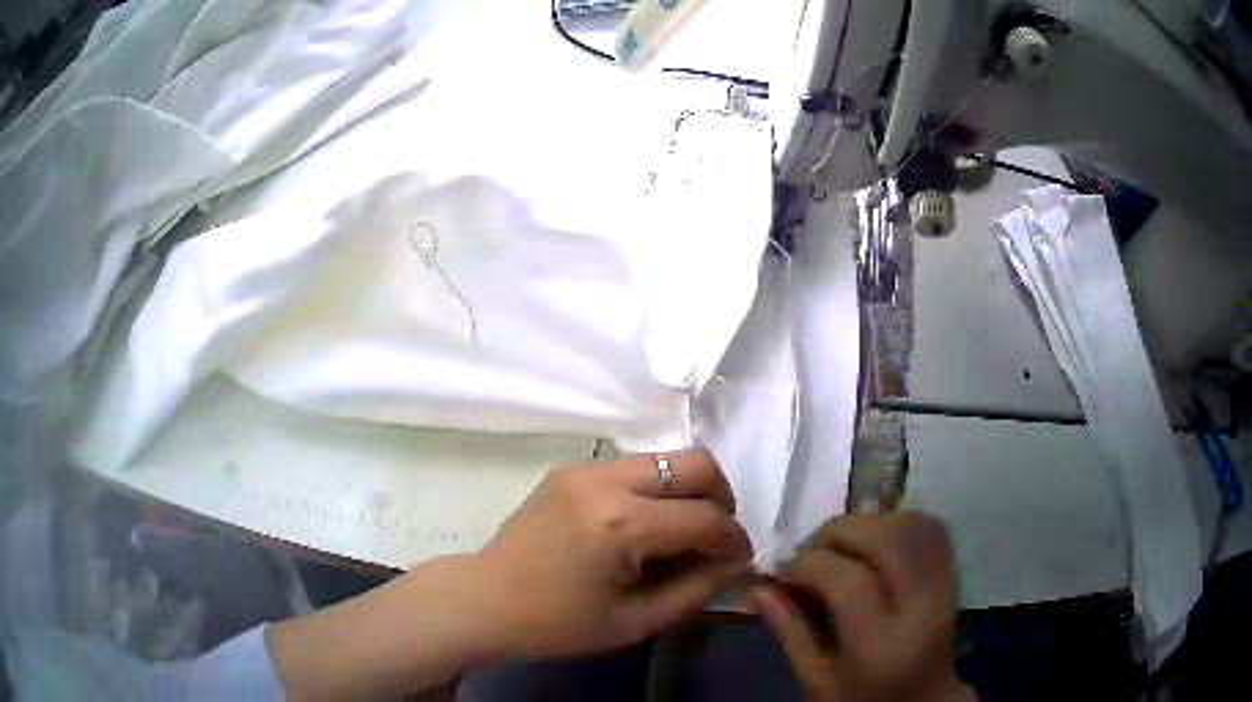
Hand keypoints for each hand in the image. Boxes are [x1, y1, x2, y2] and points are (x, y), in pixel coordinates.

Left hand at [475, 448, 752, 657]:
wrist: (485, 600)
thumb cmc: (558, 623)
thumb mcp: (635, 621)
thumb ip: (696, 589)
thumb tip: (735, 563)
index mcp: (623, 525)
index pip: (706, 518)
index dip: (734, 539)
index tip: (739, 559)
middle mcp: (607, 482)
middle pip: (695, 464)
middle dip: (720, 498)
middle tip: (714, 536)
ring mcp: (584, 469)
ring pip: (664, 460)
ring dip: (686, 491)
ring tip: (679, 533)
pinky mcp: (569, 470)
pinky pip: (631, 469)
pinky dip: (653, 491)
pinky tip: (639, 528)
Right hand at [747, 513, 974, 701]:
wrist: (923, 700)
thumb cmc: (863, 701)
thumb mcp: (817, 681)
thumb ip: (790, 632)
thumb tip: (757, 589)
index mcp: (882, 646)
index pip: (848, 581)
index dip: (808, 565)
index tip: (783, 574)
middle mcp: (921, 608)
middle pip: (886, 540)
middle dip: (836, 534)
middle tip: (809, 555)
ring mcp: (944, 587)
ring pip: (911, 526)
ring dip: (867, 525)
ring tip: (841, 549)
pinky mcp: (953, 575)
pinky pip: (930, 529)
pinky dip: (896, 525)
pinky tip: (873, 544)